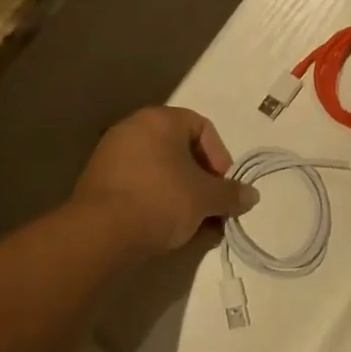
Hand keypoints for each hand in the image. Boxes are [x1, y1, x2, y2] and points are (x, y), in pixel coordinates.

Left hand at [71, 107, 258, 259]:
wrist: (101, 232)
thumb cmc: (161, 200)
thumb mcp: (205, 198)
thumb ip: (231, 194)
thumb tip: (251, 195)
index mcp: (160, 119)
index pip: (201, 127)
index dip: (220, 157)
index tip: (223, 188)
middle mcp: (133, 128)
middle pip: (180, 150)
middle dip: (202, 181)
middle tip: (212, 210)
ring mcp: (112, 153)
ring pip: (160, 170)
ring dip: (181, 195)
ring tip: (193, 226)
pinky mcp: (98, 181)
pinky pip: (139, 184)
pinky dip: (156, 201)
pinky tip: (166, 229)